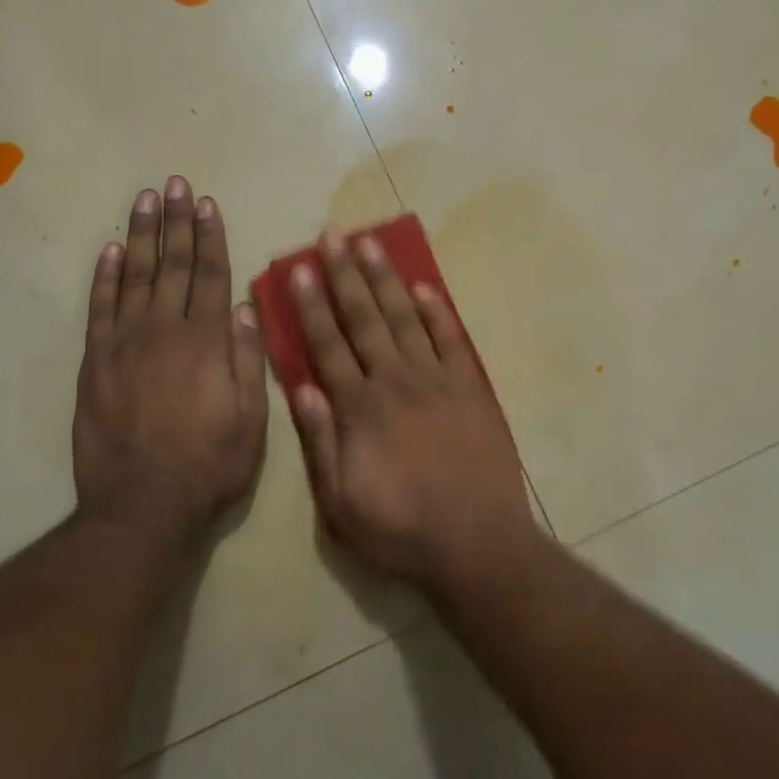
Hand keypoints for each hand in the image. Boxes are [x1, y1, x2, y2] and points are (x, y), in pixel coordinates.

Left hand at [72, 177, 267, 550]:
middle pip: (173, 265)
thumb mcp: (251, 419)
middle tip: (175, 183)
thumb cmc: (209, 465)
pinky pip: (99, 308)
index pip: (211, 275)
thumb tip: (247, 307)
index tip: (208, 203)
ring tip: (145, 199)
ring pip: (134, 276)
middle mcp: (165, 331)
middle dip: (176, 222)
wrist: (142, 506)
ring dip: (140, 235)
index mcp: (207, 342)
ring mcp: (124, 344)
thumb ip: (248, 359)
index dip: (211, 237)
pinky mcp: (94, 363)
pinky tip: (109, 250)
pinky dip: (104, 276)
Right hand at [289, 230, 538, 595]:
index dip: (312, 305)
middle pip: (365, 319)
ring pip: (405, 318)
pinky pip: (452, 339)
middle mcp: (395, 382)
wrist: (477, 543)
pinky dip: (437, 311)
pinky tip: (424, 287)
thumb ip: (320, 442)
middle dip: (346, 275)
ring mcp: (437, 380)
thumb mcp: (340, 503)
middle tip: (335, 234)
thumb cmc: (401, 530)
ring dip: (386, 279)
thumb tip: (303, 386)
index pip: (328, 345)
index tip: (301, 268)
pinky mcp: (471, 388)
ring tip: (371, 244)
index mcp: (359, 409)